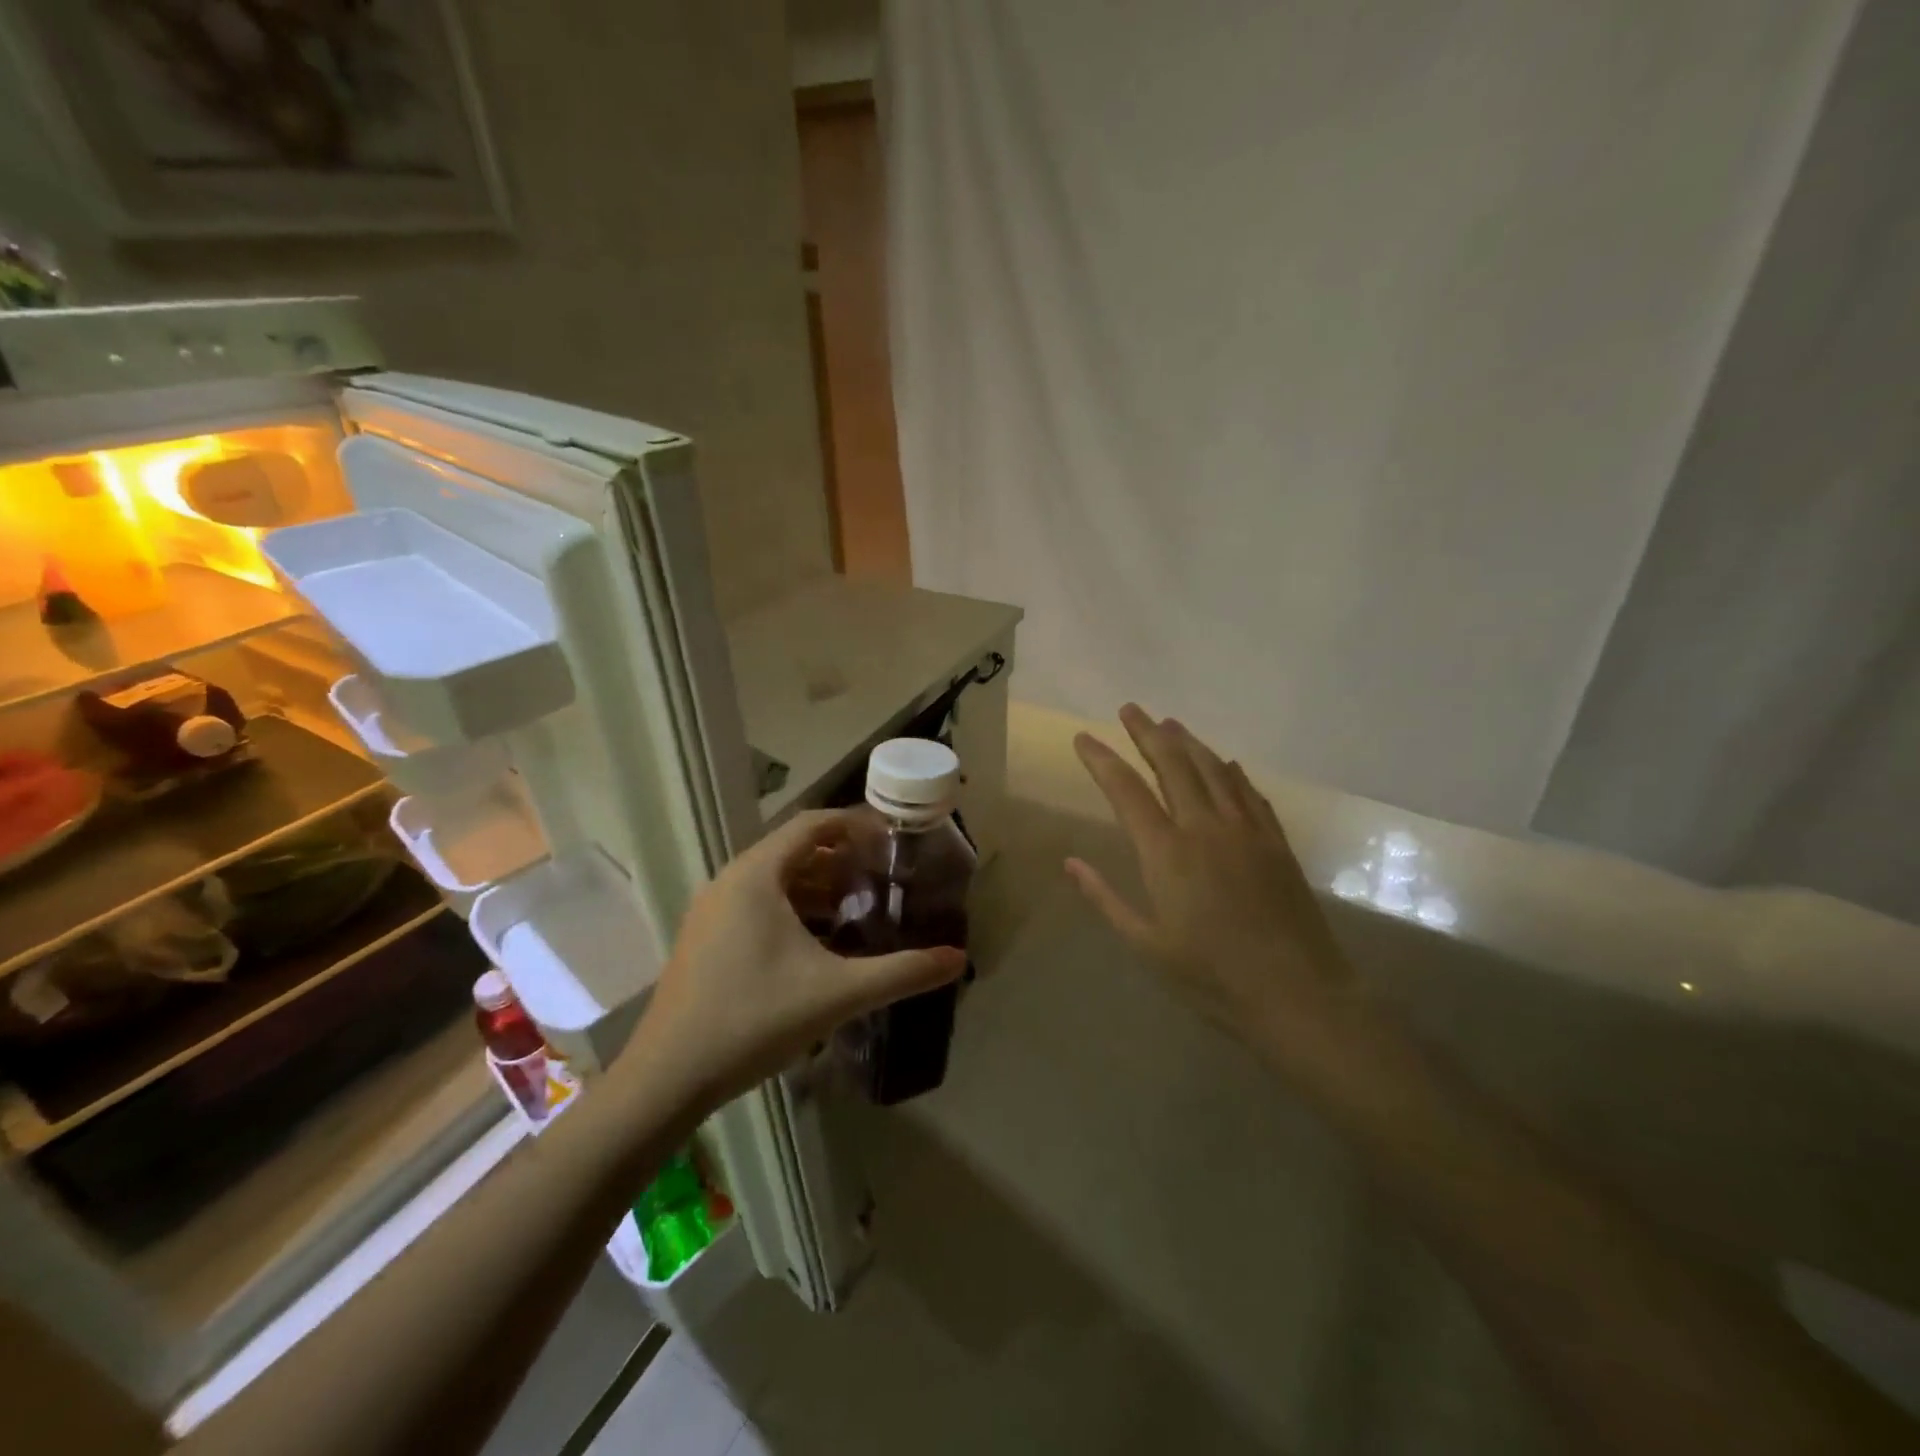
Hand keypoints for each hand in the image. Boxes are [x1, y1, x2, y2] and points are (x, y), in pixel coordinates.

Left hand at [640, 808, 966, 1108]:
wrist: (667, 1078)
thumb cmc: (754, 1019)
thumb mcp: (837, 993)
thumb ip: (901, 972)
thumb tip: (957, 959)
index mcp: (757, 875)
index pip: (813, 824)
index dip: (855, 825)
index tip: (892, 840)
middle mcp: (730, 881)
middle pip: (794, 850)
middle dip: (842, 859)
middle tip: (883, 877)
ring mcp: (711, 911)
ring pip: (774, 881)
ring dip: (817, 887)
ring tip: (858, 908)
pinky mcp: (704, 939)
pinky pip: (756, 905)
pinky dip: (792, 910)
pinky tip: (818, 944)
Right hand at [1068, 705, 1359, 1065]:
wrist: (1299, 996)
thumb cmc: (1212, 978)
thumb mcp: (1147, 945)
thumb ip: (1105, 899)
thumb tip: (1070, 862)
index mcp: (1166, 853)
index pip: (1126, 791)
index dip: (1101, 761)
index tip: (1082, 738)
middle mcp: (1205, 828)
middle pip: (1172, 765)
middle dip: (1147, 733)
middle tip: (1129, 709)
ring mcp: (1246, 831)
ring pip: (1213, 770)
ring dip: (1189, 743)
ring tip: (1169, 724)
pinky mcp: (1276, 843)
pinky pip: (1250, 793)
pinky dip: (1232, 772)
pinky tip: (1226, 763)